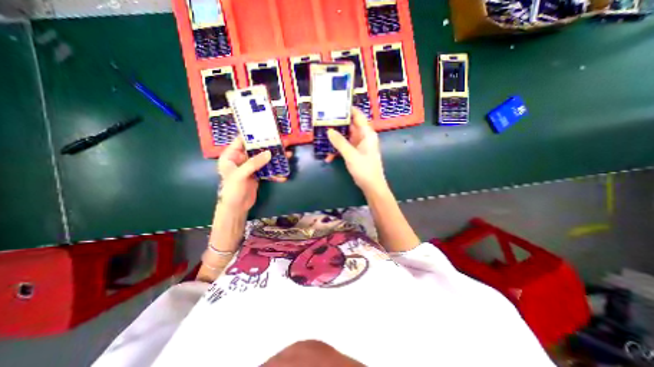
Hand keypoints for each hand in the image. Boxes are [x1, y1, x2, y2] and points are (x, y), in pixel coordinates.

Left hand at [216, 136, 288, 211]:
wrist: (236, 208)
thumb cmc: (232, 190)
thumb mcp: (240, 175)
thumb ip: (254, 163)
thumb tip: (270, 153)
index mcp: (231, 156)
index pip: (242, 141)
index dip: (254, 135)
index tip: (267, 131)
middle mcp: (241, 159)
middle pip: (257, 149)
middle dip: (270, 147)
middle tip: (283, 142)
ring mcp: (251, 167)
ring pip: (264, 159)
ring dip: (276, 158)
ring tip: (288, 154)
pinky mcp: (257, 175)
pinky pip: (267, 170)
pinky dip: (275, 172)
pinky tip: (283, 174)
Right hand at [327, 108, 386, 191]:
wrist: (372, 186)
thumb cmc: (365, 169)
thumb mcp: (351, 155)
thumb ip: (340, 142)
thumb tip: (328, 130)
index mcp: (367, 133)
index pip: (357, 116)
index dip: (347, 109)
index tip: (334, 106)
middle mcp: (363, 137)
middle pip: (349, 126)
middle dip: (336, 125)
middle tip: (322, 122)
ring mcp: (359, 145)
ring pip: (345, 137)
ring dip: (335, 140)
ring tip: (322, 139)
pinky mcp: (355, 153)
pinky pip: (345, 147)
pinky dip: (337, 150)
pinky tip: (329, 157)